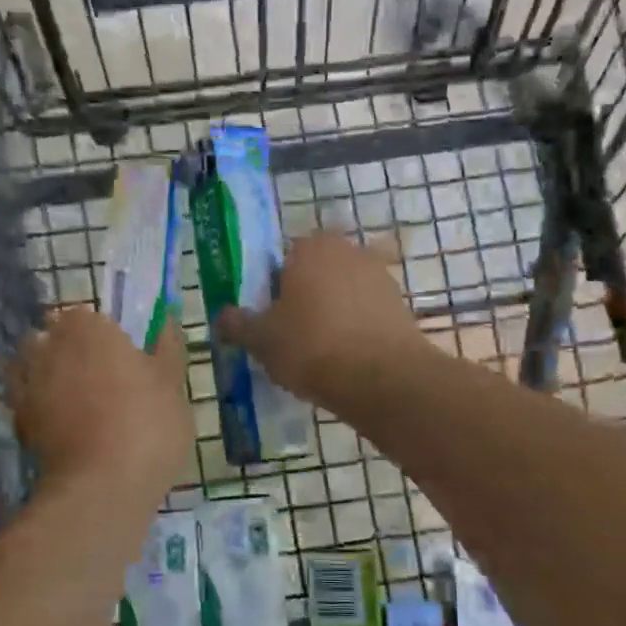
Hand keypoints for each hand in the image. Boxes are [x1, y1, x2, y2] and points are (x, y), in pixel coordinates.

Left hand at [8, 308, 192, 499]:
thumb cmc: (147, 423)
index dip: (102, 333)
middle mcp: (50, 346)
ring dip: (49, 374)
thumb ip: (167, 346)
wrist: (103, 485)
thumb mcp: (172, 382)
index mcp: (88, 327)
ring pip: (34, 366)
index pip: (87, 316)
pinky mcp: (18, 420)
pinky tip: (63, 423)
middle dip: (72, 351)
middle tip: (104, 377)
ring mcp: (29, 383)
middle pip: (55, 338)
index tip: (121, 355)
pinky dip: (39, 405)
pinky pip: (26, 401)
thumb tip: (166, 319)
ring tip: (79, 399)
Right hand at [216, 231, 427, 408]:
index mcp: (311, 247)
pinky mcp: (401, 306)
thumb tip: (223, 316)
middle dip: (304, 299)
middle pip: (316, 274)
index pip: (282, 259)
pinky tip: (347, 359)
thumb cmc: (311, 347)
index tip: (268, 319)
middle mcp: (349, 251)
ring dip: (332, 314)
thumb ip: (238, 324)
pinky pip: (366, 314)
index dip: (272, 289)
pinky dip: (356, 329)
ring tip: (320, 353)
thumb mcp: (261, 339)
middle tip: (291, 336)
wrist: (381, 378)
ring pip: (343, 293)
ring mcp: (380, 277)